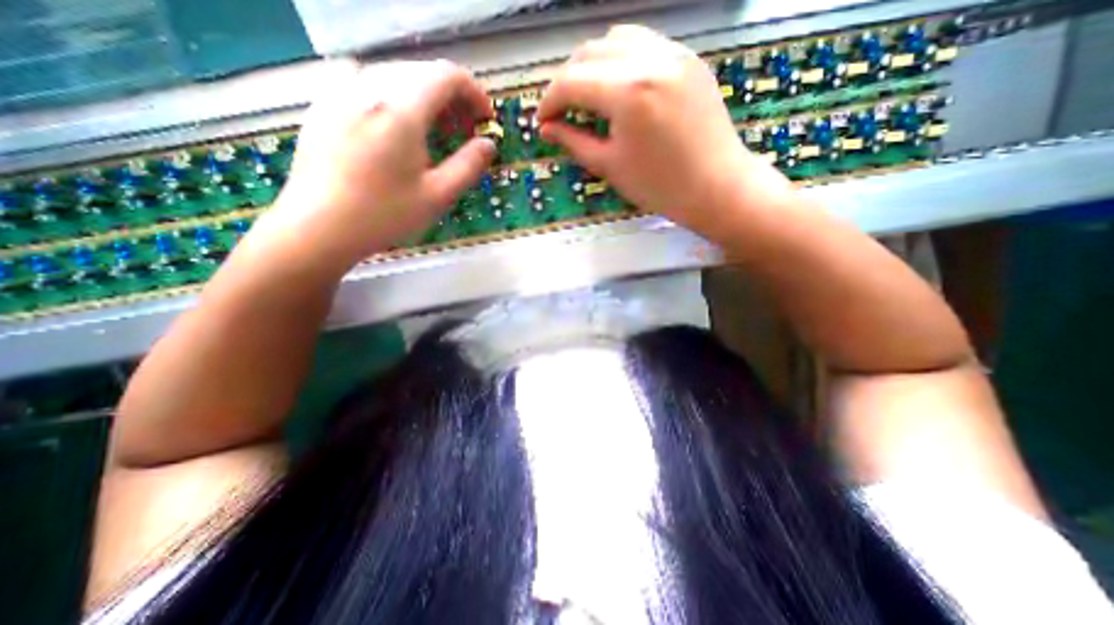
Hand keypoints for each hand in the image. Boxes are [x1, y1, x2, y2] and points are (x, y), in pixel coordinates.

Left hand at [260, 58, 493, 274]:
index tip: (485, 118)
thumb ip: (469, 165)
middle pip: (421, 71)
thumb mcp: (438, 195)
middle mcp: (368, 87)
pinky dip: (395, 98)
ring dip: (424, 96)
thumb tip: (489, 144)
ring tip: (434, 129)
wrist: (317, 227)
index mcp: (401, 109)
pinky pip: (368, 84)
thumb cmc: (384, 214)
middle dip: (451, 97)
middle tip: (464, 130)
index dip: (474, 92)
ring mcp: (340, 92)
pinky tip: (396, 127)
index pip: (447, 76)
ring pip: (394, 75)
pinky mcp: (324, 105)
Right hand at [535, 24, 787, 231]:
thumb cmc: (659, 186)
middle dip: (568, 81)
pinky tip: (620, 89)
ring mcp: (674, 53)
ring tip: (590, 97)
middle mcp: (650, 59)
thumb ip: (574, 142)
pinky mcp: (689, 59)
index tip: (543, 120)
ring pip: (617, 40)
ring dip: (594, 65)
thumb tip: (547, 129)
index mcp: (628, 92)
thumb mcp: (610, 166)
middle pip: (590, 52)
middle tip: (563, 111)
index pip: (572, 81)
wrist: (715, 187)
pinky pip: (645, 44)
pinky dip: (622, 61)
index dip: (550, 101)